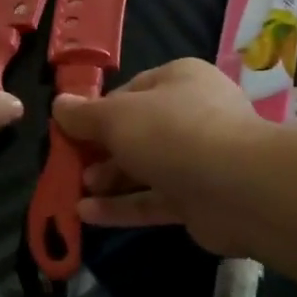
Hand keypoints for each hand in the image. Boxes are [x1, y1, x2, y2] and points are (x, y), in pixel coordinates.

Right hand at [51, 58, 265, 256]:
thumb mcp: (117, 117)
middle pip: (137, 132)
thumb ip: (84, 114)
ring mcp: (199, 159)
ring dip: (109, 180)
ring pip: (145, 168)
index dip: (98, 111)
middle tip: (72, 166)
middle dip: (101, 151)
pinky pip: (154, 200)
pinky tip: (87, 216)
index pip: (130, 92)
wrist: (238, 187)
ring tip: (76, 191)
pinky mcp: (199, 199)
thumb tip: (59, 105)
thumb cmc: (172, 133)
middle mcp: (192, 115)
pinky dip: (122, 207)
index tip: (70, 131)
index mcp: (179, 80)